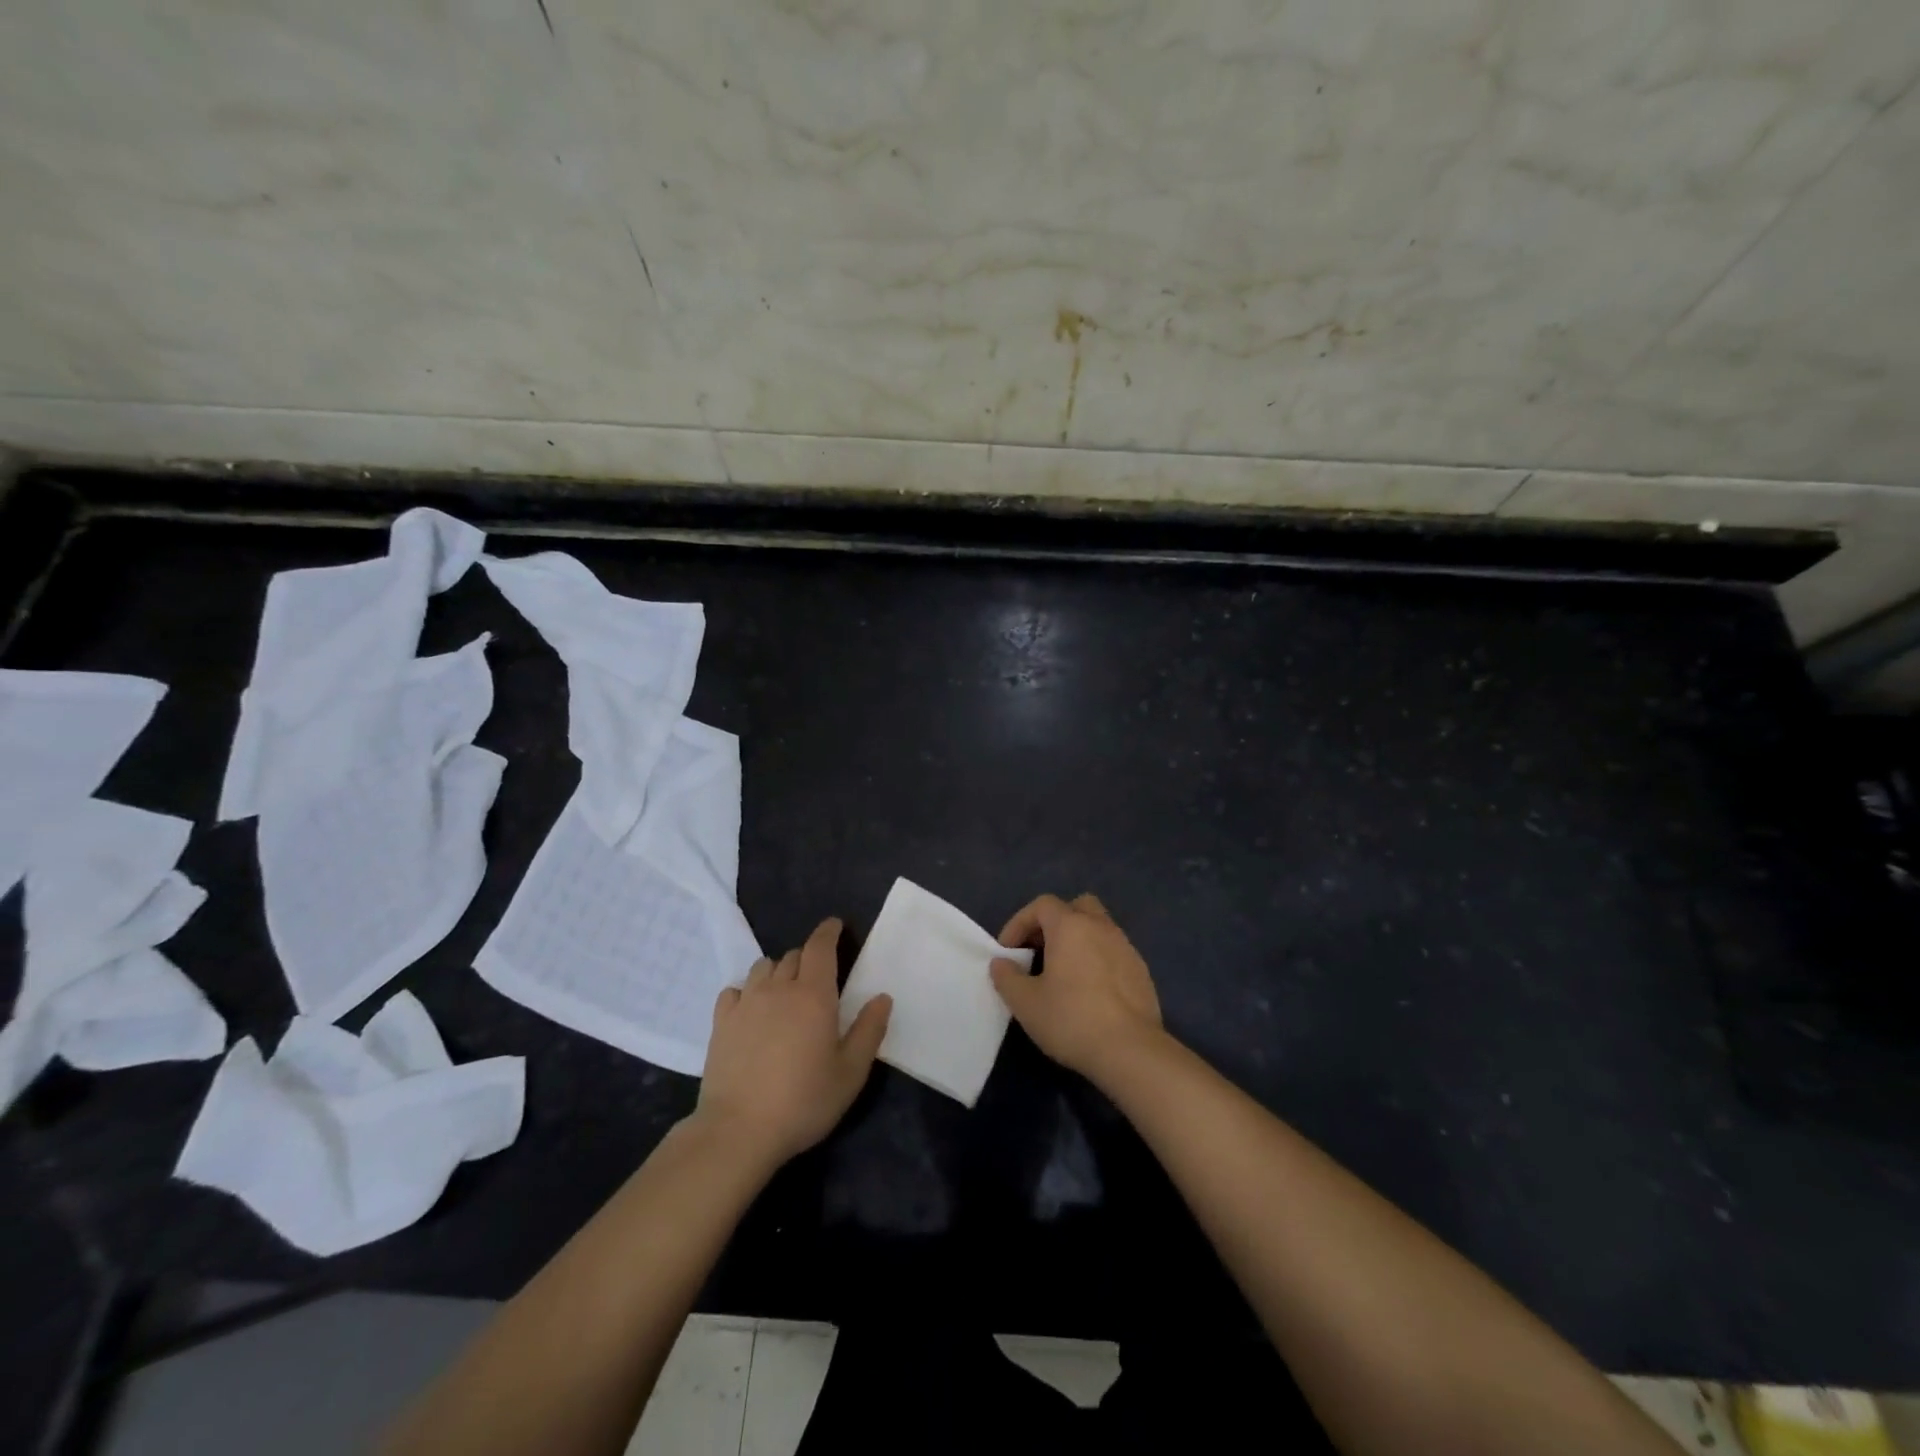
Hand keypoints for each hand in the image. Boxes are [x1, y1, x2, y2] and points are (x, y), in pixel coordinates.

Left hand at [694, 918, 890, 1168]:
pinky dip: (747, 992)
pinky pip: (734, 990)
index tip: (835, 925)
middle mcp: (779, 988)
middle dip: (808, 958)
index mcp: (814, 995)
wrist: (738, 1130)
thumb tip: (882, 997)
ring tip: (784, 993)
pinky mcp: (721, 1022)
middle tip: (817, 979)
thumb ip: (869, 1031)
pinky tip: (751, 1011)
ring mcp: (746, 1003)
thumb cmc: (803, 1101)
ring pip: (763, 968)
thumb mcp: (850, 1073)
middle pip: (793, 956)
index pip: (820, 946)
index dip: (828, 931)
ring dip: (778, 972)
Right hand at [990, 893, 1164, 1083]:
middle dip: (1054, 923)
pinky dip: (1097, 960)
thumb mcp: (1025, 1003)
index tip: (1008, 952)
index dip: (1019, 923)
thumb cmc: (1071, 1019)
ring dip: (1077, 941)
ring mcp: (1126, 947)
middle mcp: (1101, 927)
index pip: (1041, 905)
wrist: (1131, 1051)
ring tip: (1063, 973)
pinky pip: (1113, 952)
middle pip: (1076, 907)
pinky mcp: (1141, 971)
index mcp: (1070, 926)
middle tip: (1039, 950)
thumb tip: (1001, 963)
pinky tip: (1090, 991)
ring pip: (1098, 929)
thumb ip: (1007, 977)